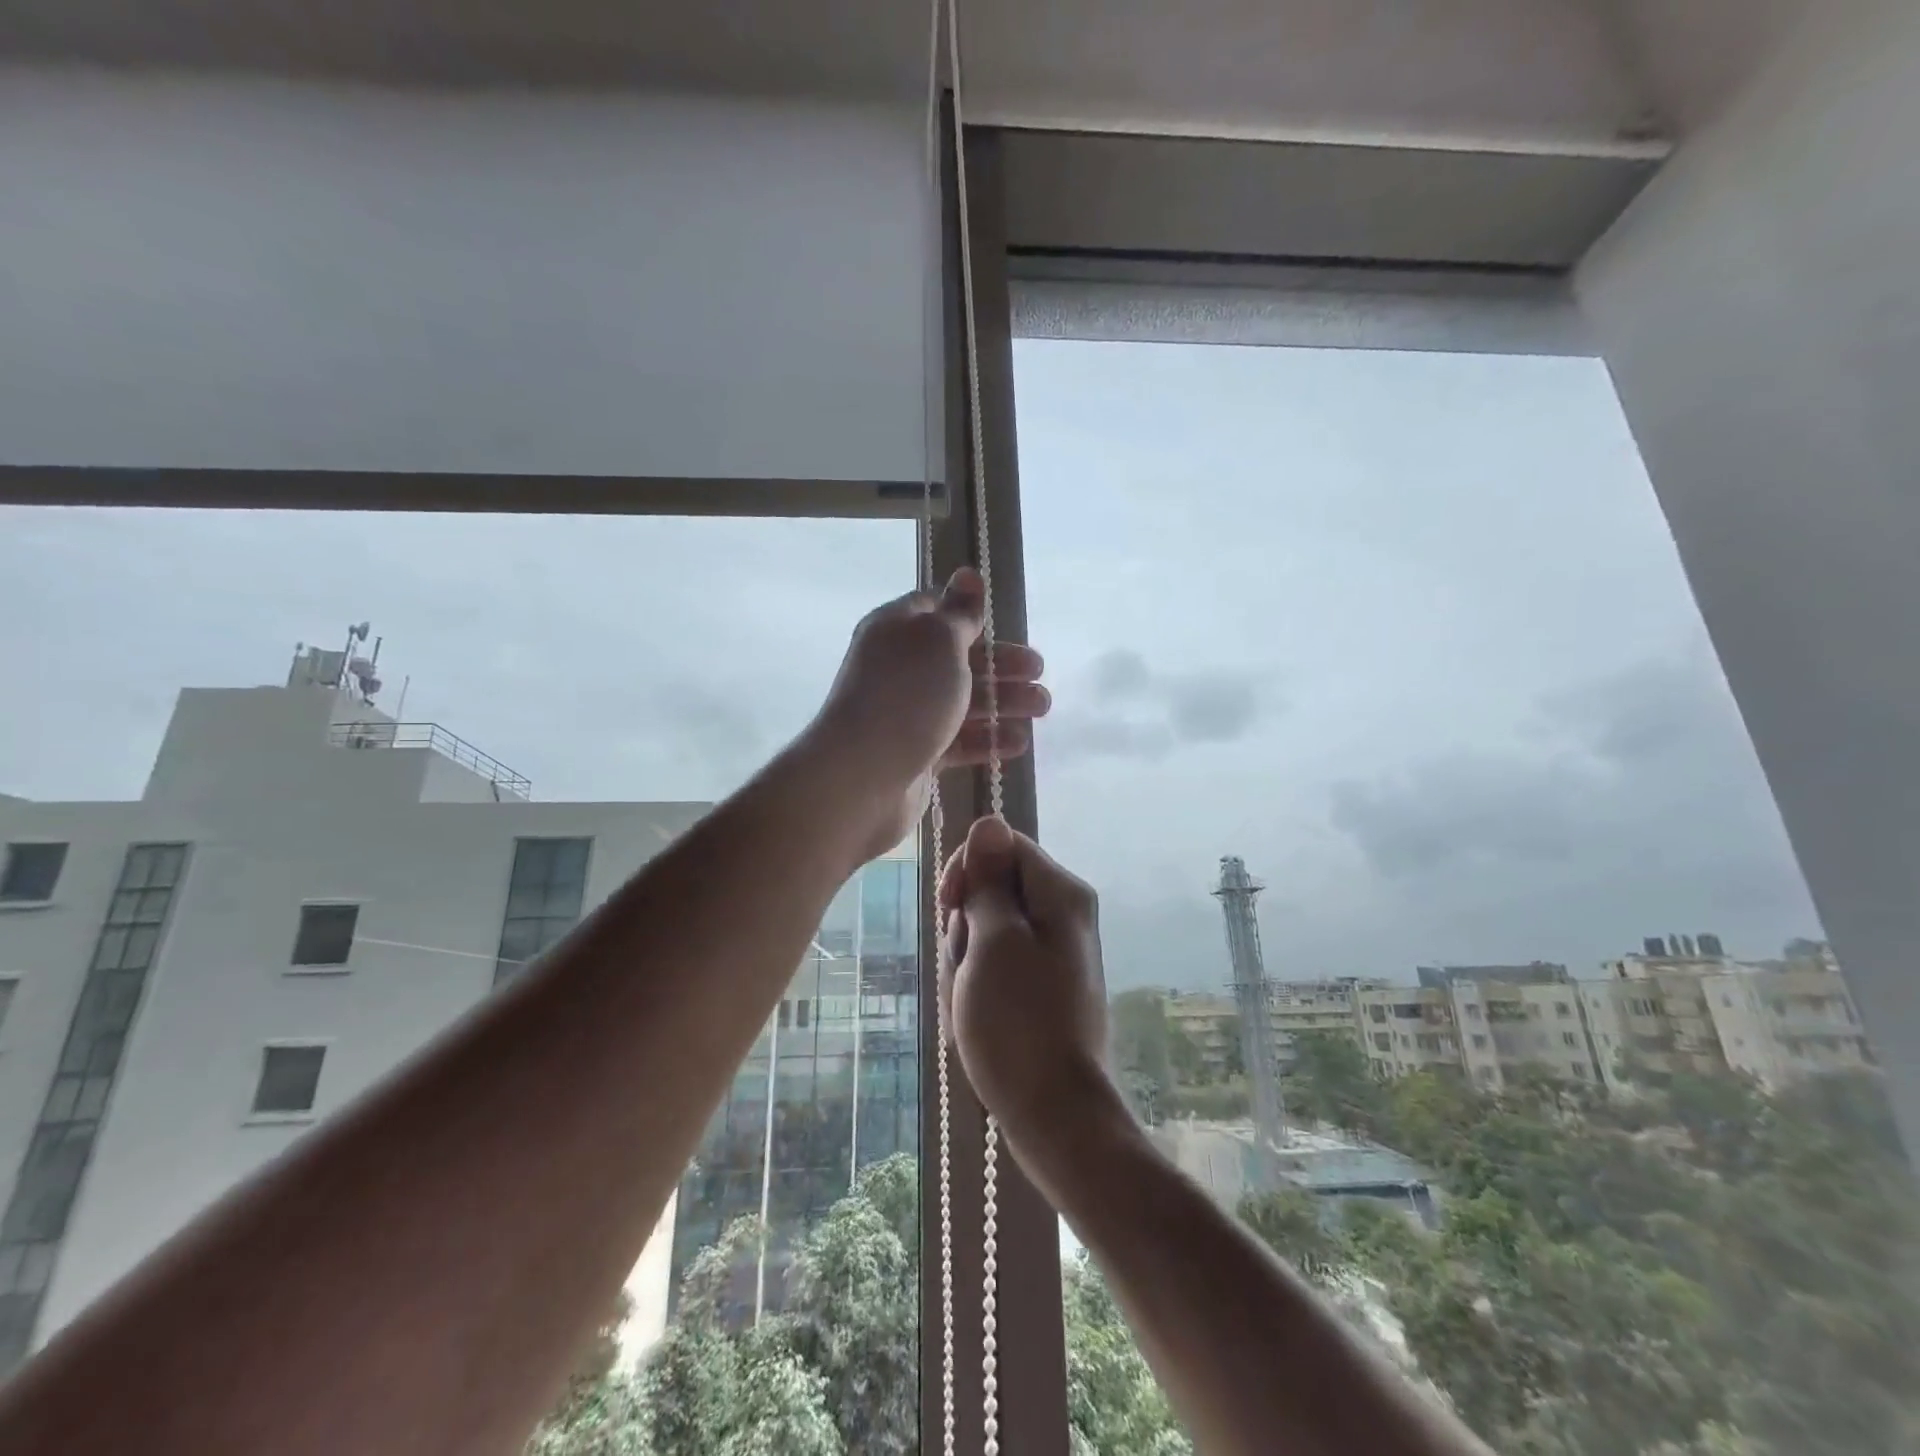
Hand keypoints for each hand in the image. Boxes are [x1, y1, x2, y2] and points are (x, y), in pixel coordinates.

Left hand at [806, 569, 1047, 858]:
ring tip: (1042, 707)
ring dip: (1004, 701)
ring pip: (963, 701)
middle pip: (958, 658)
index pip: (935, 611)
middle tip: (1039, 670)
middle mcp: (900, 668)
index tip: (1003, 619)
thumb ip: (960, 612)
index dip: (969, 613)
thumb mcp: (939, 641)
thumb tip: (967, 571)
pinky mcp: (917, 753)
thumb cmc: (906, 696)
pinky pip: (959, 740)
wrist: (862, 776)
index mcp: (897, 630)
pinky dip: (988, 739)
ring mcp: (908, 713)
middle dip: (1001, 662)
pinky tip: (1017, 743)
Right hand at [937, 816, 1112, 1138]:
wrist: (1055, 1115)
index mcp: (1060, 893)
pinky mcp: (1043, 986)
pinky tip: (976, 1017)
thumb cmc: (1019, 1022)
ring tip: (970, 1002)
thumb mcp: (994, 941)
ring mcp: (1055, 952)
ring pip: (989, 930)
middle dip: (966, 925)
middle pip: (994, 889)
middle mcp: (1064, 914)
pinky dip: (979, 984)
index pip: (1002, 846)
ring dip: (967, 961)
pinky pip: (998, 964)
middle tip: (966, 968)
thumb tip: (990, 822)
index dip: (968, 871)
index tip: (951, 910)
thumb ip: (990, 881)